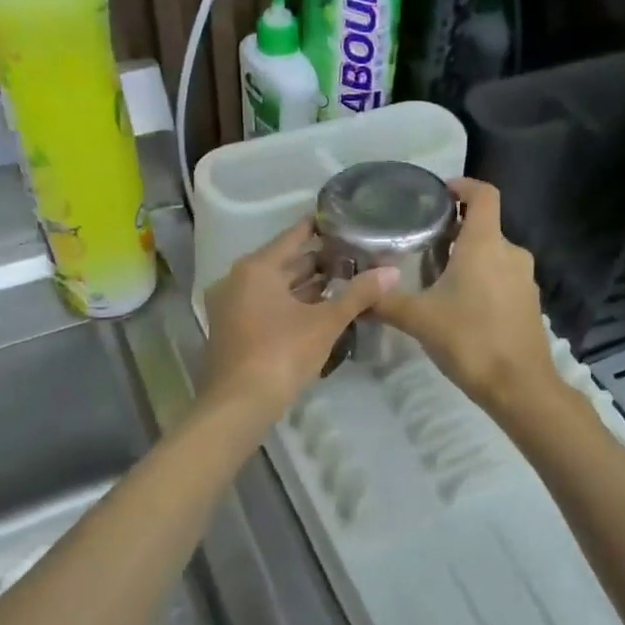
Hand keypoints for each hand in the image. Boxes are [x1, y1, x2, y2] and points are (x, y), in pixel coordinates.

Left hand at [202, 218, 396, 417]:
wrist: (239, 405)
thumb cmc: (281, 354)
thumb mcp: (325, 323)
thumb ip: (358, 294)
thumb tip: (393, 271)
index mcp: (256, 268)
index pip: (294, 236)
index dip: (320, 228)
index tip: (345, 220)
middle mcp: (238, 279)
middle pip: (284, 262)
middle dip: (318, 260)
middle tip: (354, 255)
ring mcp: (231, 306)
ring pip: (275, 286)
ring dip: (306, 285)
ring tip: (344, 280)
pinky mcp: (233, 329)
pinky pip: (266, 304)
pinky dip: (291, 303)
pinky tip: (320, 309)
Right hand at [373, 178, 560, 413]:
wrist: (520, 387)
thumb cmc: (470, 341)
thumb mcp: (419, 319)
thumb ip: (385, 301)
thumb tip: (356, 291)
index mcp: (485, 244)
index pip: (484, 194)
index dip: (463, 185)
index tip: (439, 192)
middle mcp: (510, 252)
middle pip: (484, 226)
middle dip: (455, 230)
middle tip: (422, 242)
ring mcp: (524, 279)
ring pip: (493, 254)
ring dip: (468, 257)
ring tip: (436, 275)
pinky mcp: (529, 303)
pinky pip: (503, 277)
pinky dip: (482, 279)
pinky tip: (460, 304)